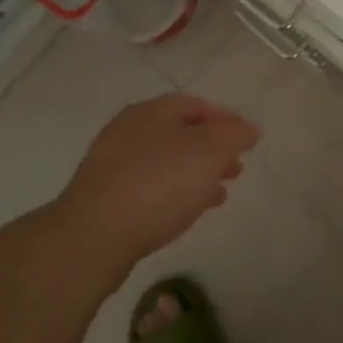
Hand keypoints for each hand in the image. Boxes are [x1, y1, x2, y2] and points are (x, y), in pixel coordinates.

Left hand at [56, 94, 260, 283]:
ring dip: (196, 173)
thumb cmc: (158, 185)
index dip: (225, 119)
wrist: (93, 237)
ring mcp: (113, 164)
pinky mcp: (106, 196)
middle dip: (212, 149)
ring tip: (220, 193)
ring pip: (166, 161)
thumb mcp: (208, 153)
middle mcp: (129, 130)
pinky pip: (150, 185)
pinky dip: (175, 191)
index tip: (247, 140)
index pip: (196, 104)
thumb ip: (234, 135)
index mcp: (152, 111)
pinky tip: (190, 210)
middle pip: (180, 133)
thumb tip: (248, 128)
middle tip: (236, 168)